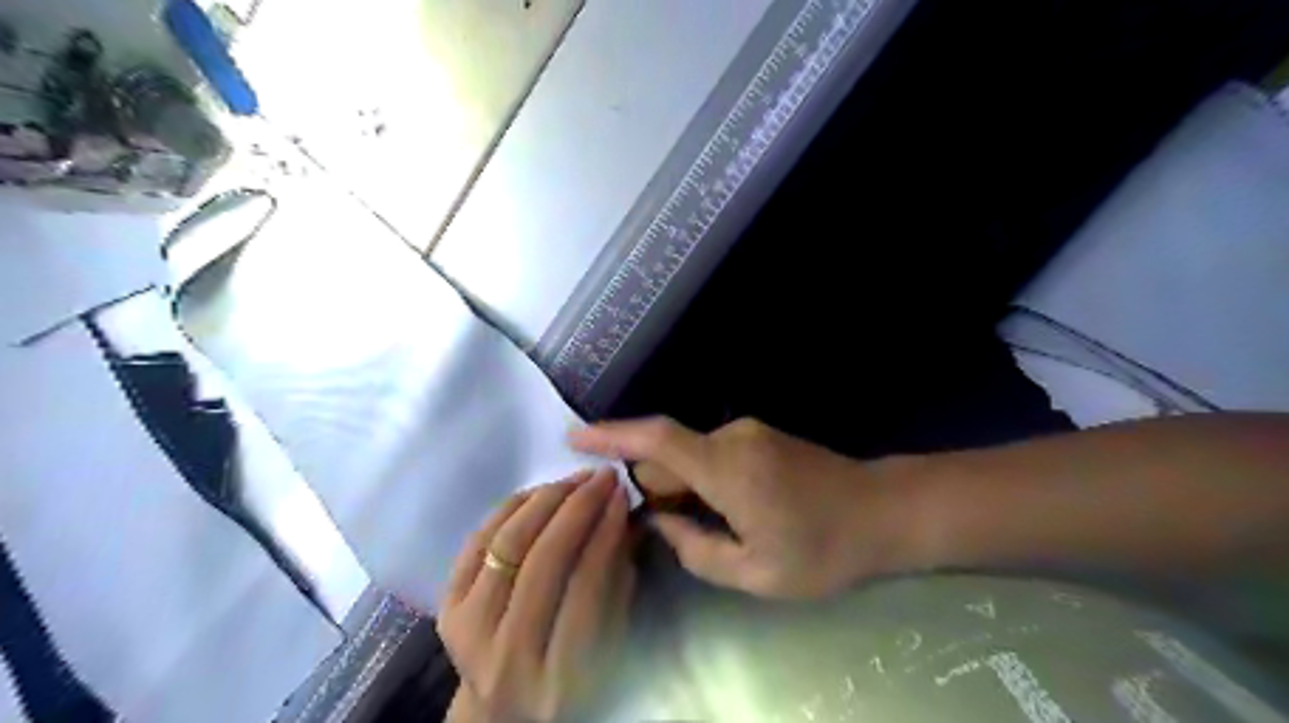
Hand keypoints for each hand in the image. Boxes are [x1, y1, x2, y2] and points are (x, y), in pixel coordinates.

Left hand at [439, 468, 632, 722]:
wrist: (502, 711)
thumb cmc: (570, 681)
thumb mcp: (609, 646)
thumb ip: (617, 584)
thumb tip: (621, 516)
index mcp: (559, 680)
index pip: (586, 589)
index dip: (605, 534)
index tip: (622, 496)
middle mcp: (507, 658)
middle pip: (543, 561)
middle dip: (578, 507)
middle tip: (602, 477)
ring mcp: (467, 632)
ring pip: (507, 544)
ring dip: (545, 499)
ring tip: (576, 479)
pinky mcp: (444, 610)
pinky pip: (478, 541)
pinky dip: (511, 508)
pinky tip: (540, 492)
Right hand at [568, 418, 909, 597]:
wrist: (883, 511)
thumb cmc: (823, 549)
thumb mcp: (756, 573)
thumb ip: (696, 550)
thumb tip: (660, 525)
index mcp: (726, 468)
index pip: (656, 440)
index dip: (611, 435)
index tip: (574, 438)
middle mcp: (731, 438)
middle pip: (669, 455)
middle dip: (654, 489)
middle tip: (662, 531)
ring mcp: (747, 433)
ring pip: (691, 457)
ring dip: (683, 489)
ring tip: (707, 530)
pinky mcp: (759, 437)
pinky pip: (712, 455)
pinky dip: (702, 481)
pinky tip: (726, 513)